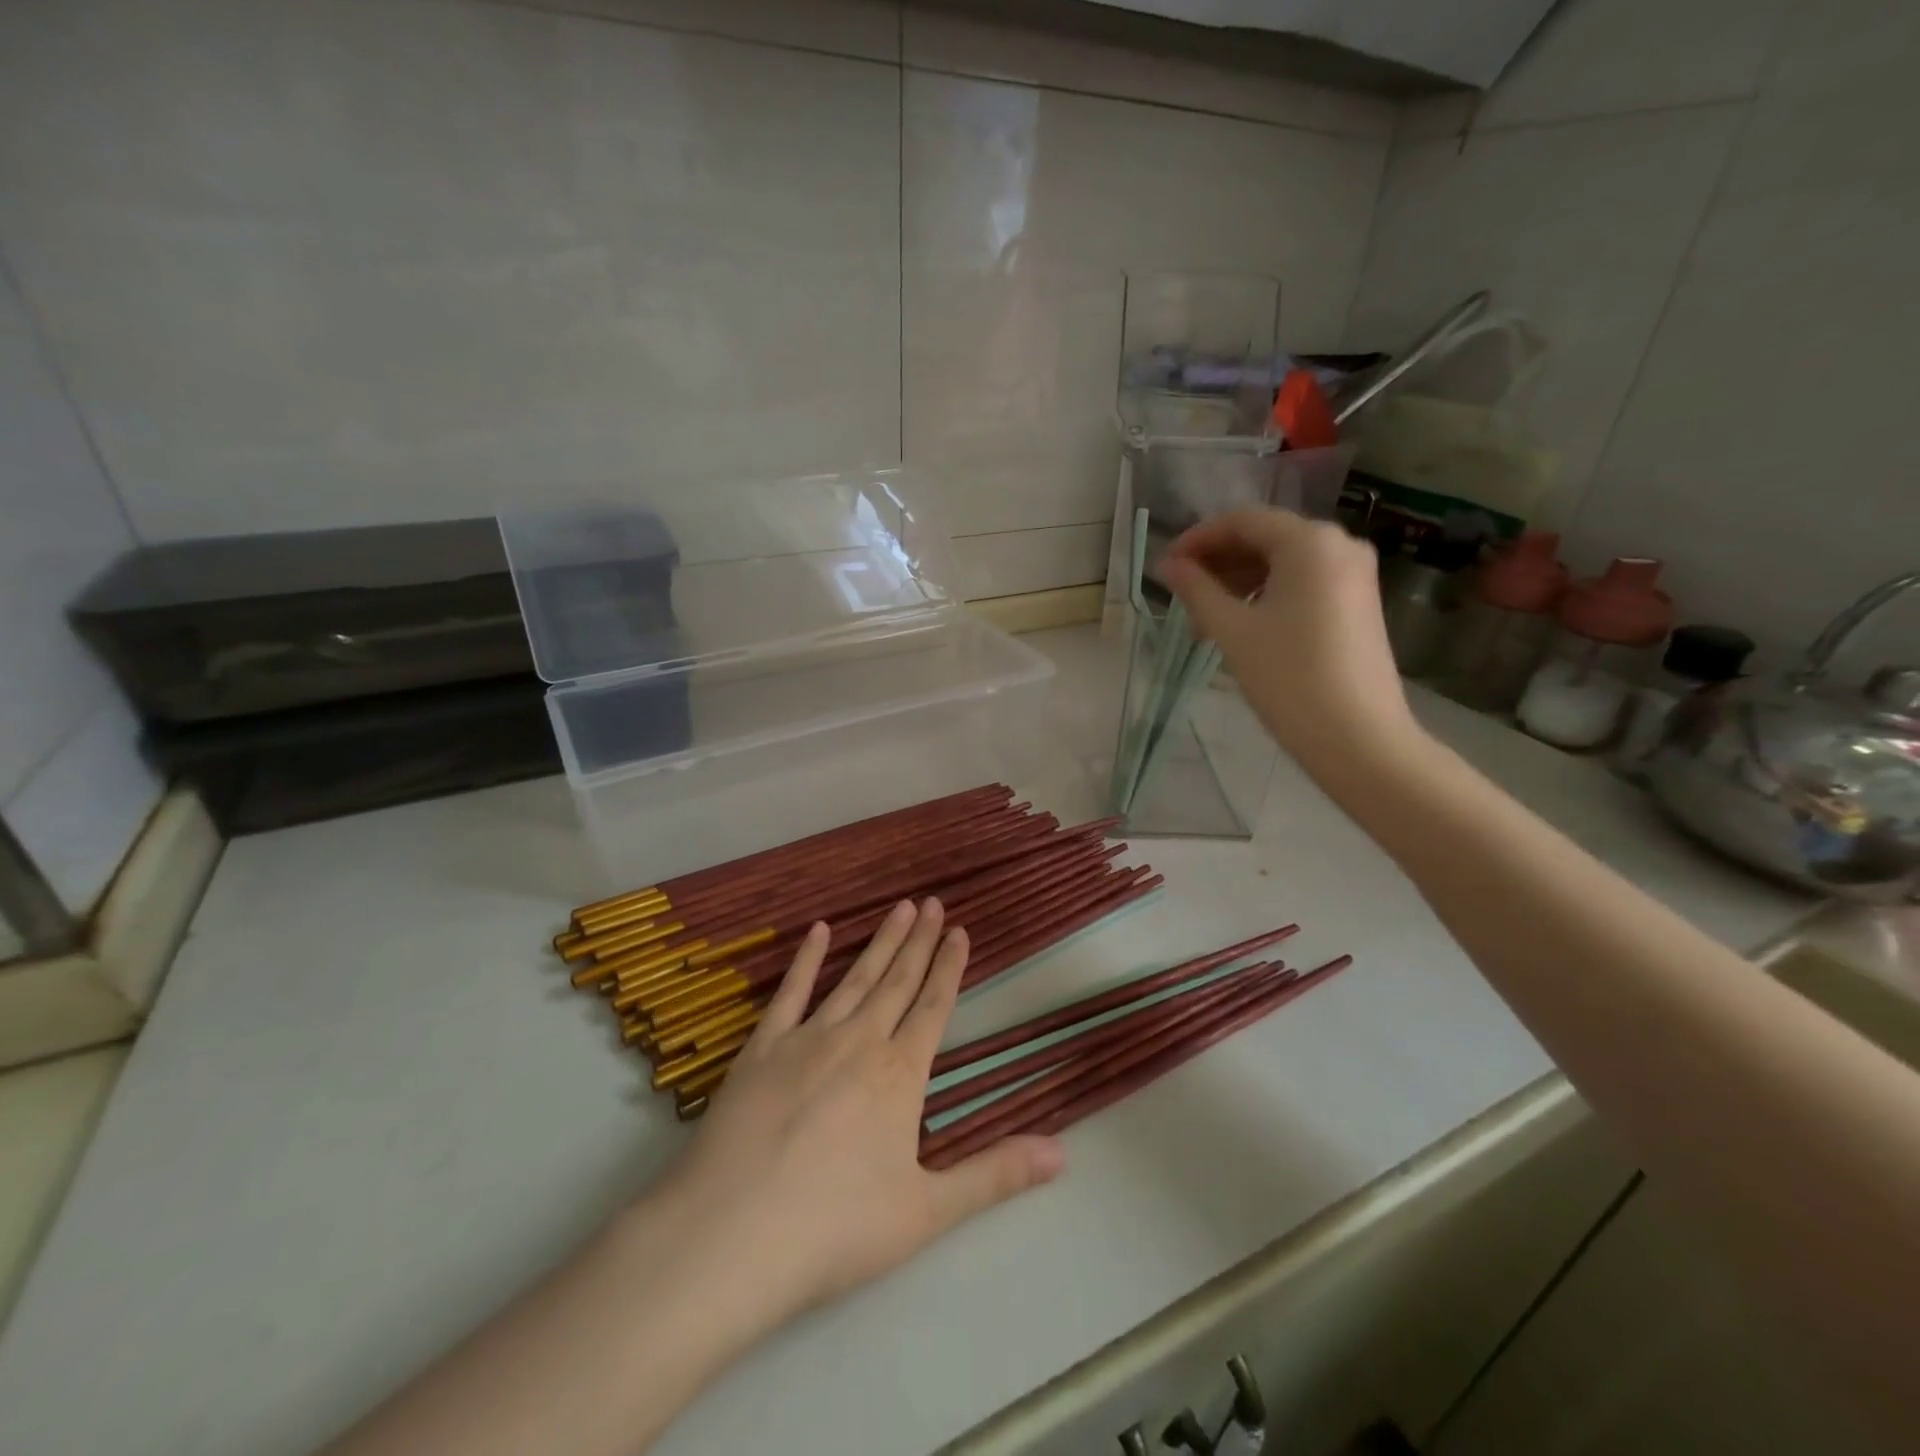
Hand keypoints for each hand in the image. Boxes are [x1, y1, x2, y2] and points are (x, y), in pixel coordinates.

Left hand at [657, 899, 1063, 1327]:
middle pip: (897, 982)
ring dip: (879, 942)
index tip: (959, 931)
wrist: (733, 1234)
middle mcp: (859, 1042)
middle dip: (918, 941)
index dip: (949, 967)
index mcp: (899, 1075)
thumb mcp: (927, 1211)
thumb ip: (995, 1175)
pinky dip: (807, 960)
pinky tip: (818, 931)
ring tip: (899, 908)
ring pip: (855, 979)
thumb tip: (1063, 1153)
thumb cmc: (836, 1228)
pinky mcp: (761, 1049)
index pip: (933, 1007)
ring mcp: (807, 1039)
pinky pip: (790, 992)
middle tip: (932, 902)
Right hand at [1157, 508, 1416, 770]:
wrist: (1358, 736)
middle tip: (1181, 596)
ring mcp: (1354, 573)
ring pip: (1283, 561)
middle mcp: (1339, 544)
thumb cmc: (1289, 678)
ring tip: (1205, 619)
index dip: (1198, 539)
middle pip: (1264, 537)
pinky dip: (1267, 593)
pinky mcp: (1357, 601)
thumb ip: (1196, 589)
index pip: (1242, 521)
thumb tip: (1165, 565)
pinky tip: (1241, 624)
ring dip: (1239, 581)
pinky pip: (1303, 581)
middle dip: (1218, 562)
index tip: (1166, 567)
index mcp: (1309, 542)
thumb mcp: (1233, 630)